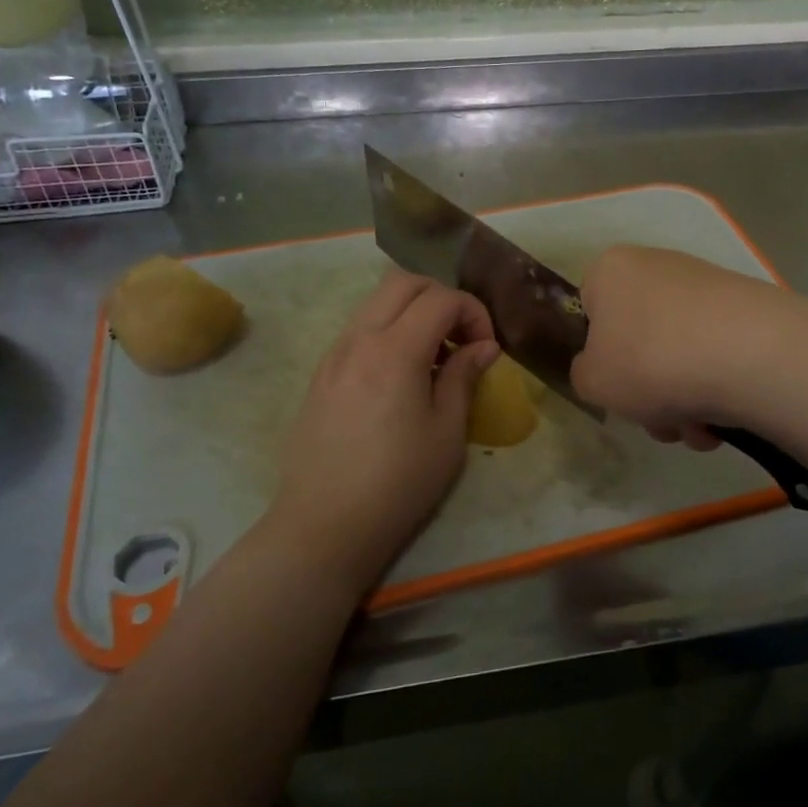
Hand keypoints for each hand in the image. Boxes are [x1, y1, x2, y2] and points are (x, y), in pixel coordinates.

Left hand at [270, 272, 499, 582]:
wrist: (325, 524)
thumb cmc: (398, 483)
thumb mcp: (447, 432)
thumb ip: (464, 377)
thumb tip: (484, 346)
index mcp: (395, 351)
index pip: (441, 298)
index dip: (473, 312)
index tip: (486, 348)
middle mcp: (359, 339)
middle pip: (402, 282)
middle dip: (441, 298)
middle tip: (461, 338)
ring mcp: (334, 354)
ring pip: (376, 302)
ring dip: (412, 312)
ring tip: (433, 358)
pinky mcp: (321, 374)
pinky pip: (358, 330)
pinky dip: (387, 331)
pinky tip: (400, 376)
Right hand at [569, 246, 792, 449]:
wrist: (749, 355)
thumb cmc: (650, 361)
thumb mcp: (592, 381)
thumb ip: (583, 374)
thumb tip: (605, 370)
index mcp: (612, 270)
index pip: (589, 312)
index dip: (598, 356)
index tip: (614, 387)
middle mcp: (658, 267)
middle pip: (638, 341)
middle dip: (647, 392)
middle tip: (658, 421)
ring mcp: (707, 286)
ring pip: (678, 357)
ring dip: (681, 403)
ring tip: (696, 429)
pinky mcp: (747, 309)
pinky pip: (715, 357)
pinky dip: (714, 390)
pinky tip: (723, 419)